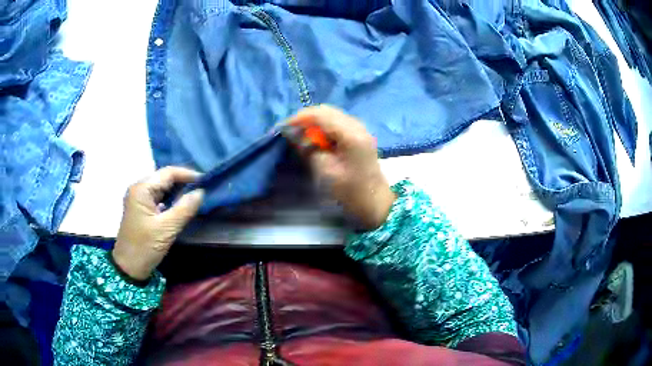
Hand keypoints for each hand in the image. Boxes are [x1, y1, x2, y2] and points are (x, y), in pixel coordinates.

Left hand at [112, 167, 204, 280]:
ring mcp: (139, 199)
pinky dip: (171, 199)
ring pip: (162, 188)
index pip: (167, 173)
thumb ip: (184, 208)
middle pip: (164, 178)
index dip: (187, 174)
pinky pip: (159, 198)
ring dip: (178, 190)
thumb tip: (201, 192)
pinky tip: (181, 205)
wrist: (129, 268)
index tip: (205, 180)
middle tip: (202, 188)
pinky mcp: (141, 209)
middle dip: (183, 181)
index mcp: (142, 189)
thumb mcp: (167, 229)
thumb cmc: (145, 247)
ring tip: (195, 195)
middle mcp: (139, 189)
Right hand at [286, 105, 395, 228]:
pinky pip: (337, 122)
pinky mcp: (359, 134)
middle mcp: (357, 125)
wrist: (375, 201)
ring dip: (315, 121)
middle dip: (306, 118)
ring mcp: (360, 128)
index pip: (321, 115)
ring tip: (301, 134)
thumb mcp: (326, 171)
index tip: (284, 127)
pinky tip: (316, 138)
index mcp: (350, 134)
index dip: (300, 118)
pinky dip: (324, 126)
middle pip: (327, 110)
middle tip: (291, 131)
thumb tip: (294, 134)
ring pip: (332, 114)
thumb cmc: (350, 190)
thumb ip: (309, 149)